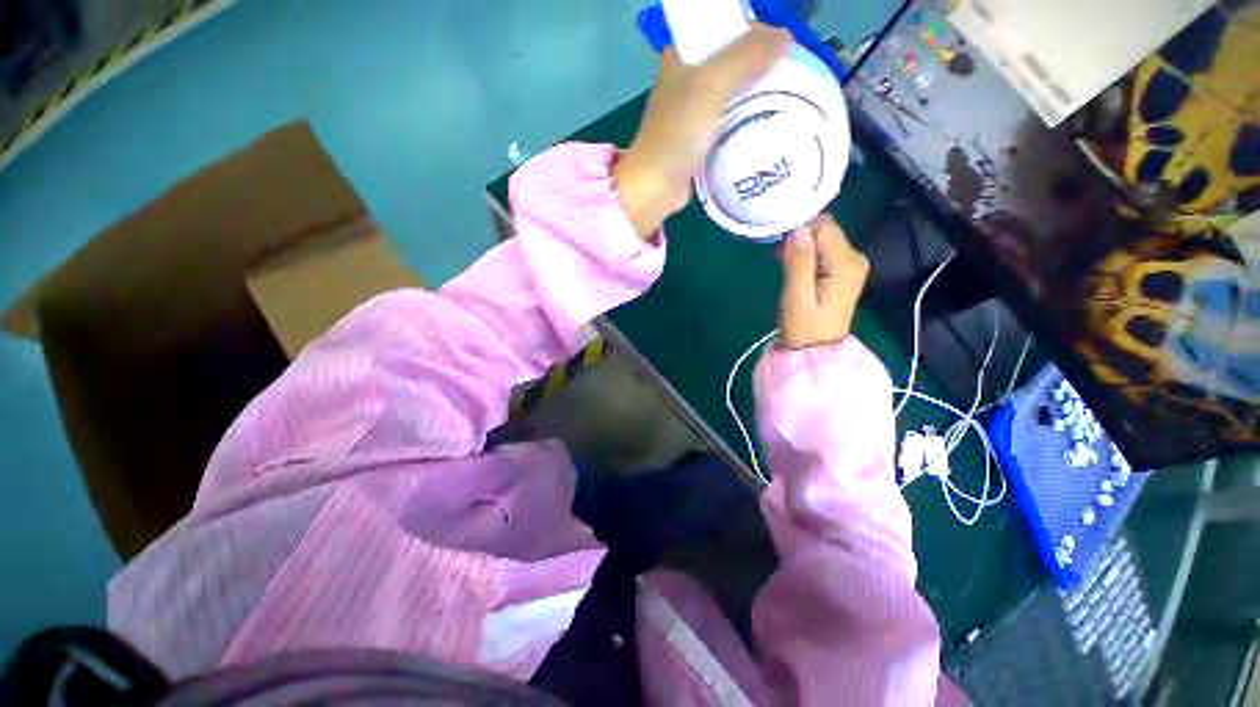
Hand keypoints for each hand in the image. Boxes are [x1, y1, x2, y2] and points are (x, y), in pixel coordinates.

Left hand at [614, 24, 790, 238]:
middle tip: (788, 75)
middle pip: (728, 64)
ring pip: (729, 95)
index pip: (720, 30)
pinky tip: (764, 126)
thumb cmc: (679, 132)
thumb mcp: (712, 85)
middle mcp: (684, 82)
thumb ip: (747, 56)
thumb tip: (786, 36)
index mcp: (680, 58)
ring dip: (752, 96)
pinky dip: (743, 123)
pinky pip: (726, 124)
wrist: (656, 186)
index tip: (779, 47)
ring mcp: (690, 115)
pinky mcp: (697, 143)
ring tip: (784, 98)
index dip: (750, 32)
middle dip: (757, 66)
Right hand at [779, 215, 868, 348]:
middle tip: (783, 262)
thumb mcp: (796, 296)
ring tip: (791, 272)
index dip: (800, 233)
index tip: (783, 253)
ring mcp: (852, 265)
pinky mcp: (844, 271)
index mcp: (846, 263)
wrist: (816, 350)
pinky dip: (809, 257)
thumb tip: (797, 229)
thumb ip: (798, 262)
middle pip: (826, 231)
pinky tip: (799, 274)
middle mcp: (855, 258)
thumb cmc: (804, 327)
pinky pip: (825, 251)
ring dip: (803, 250)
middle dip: (802, 241)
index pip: (824, 226)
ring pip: (824, 240)